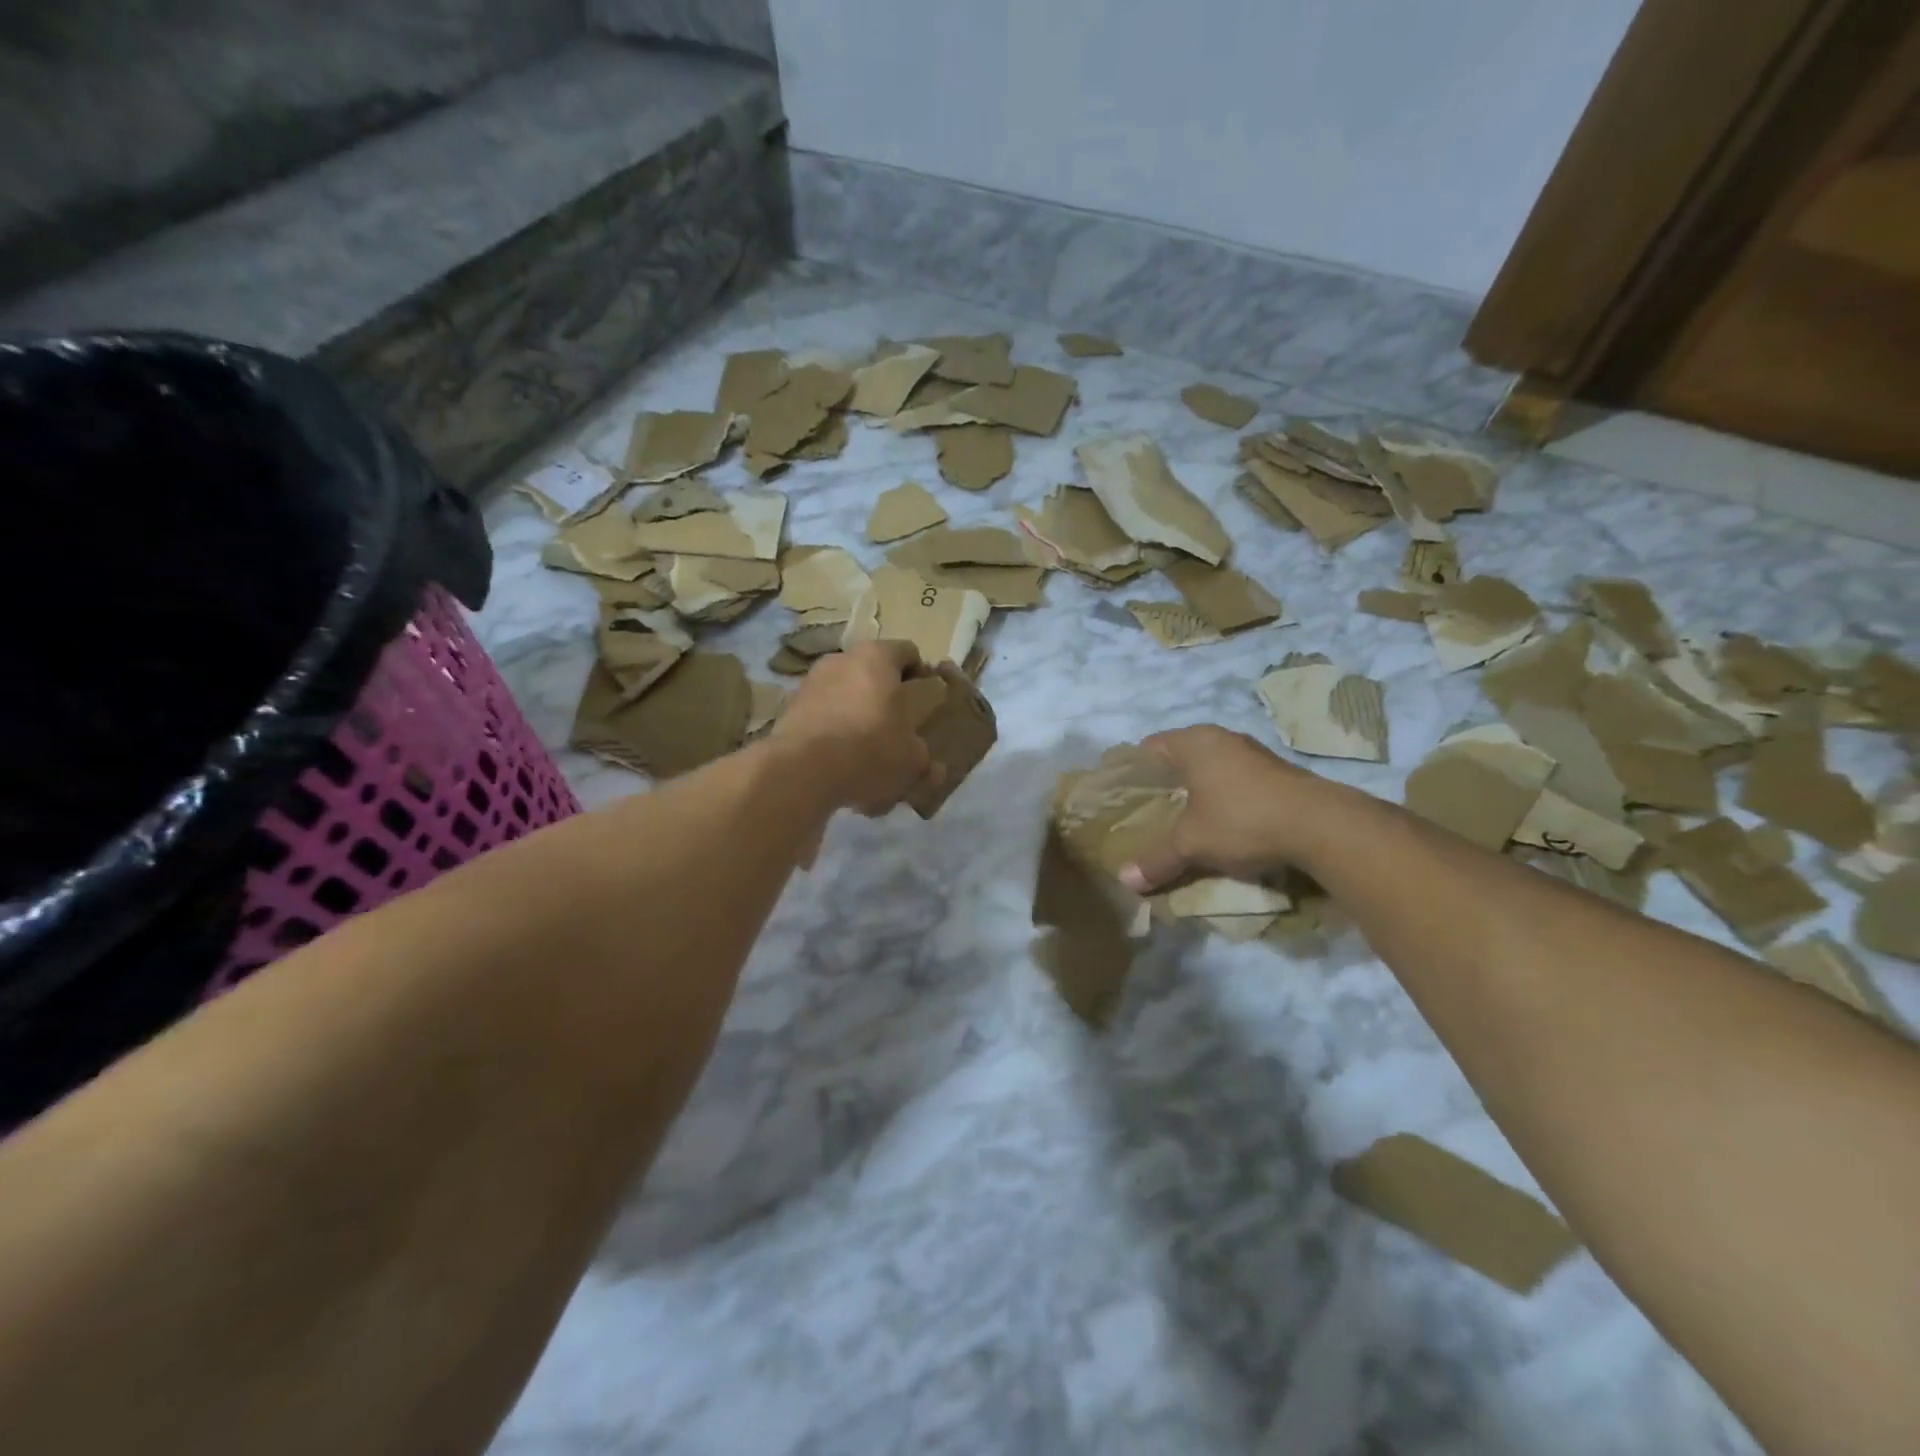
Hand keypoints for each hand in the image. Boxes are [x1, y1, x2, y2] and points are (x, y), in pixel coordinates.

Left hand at [774, 640, 936, 815]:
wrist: (803, 770)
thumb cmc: (870, 749)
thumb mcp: (911, 759)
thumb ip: (924, 758)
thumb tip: (936, 770)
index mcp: (877, 658)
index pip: (908, 652)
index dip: (920, 673)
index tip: (925, 698)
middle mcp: (842, 659)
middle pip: (872, 672)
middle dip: (885, 696)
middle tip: (897, 726)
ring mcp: (811, 681)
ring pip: (845, 694)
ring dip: (857, 714)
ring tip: (865, 750)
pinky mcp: (790, 708)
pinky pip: (822, 715)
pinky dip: (833, 731)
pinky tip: (839, 762)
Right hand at [1117, 725, 1343, 891]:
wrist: (1321, 826)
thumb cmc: (1241, 820)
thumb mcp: (1191, 844)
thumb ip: (1157, 860)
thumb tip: (1125, 881)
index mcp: (1193, 742)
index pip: (1149, 748)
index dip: (1133, 772)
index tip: (1124, 798)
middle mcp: (1222, 738)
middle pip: (1180, 758)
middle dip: (1166, 785)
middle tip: (1150, 814)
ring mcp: (1253, 753)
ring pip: (1211, 769)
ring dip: (1198, 792)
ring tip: (1183, 822)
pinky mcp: (1278, 772)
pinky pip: (1236, 781)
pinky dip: (1224, 798)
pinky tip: (1221, 824)